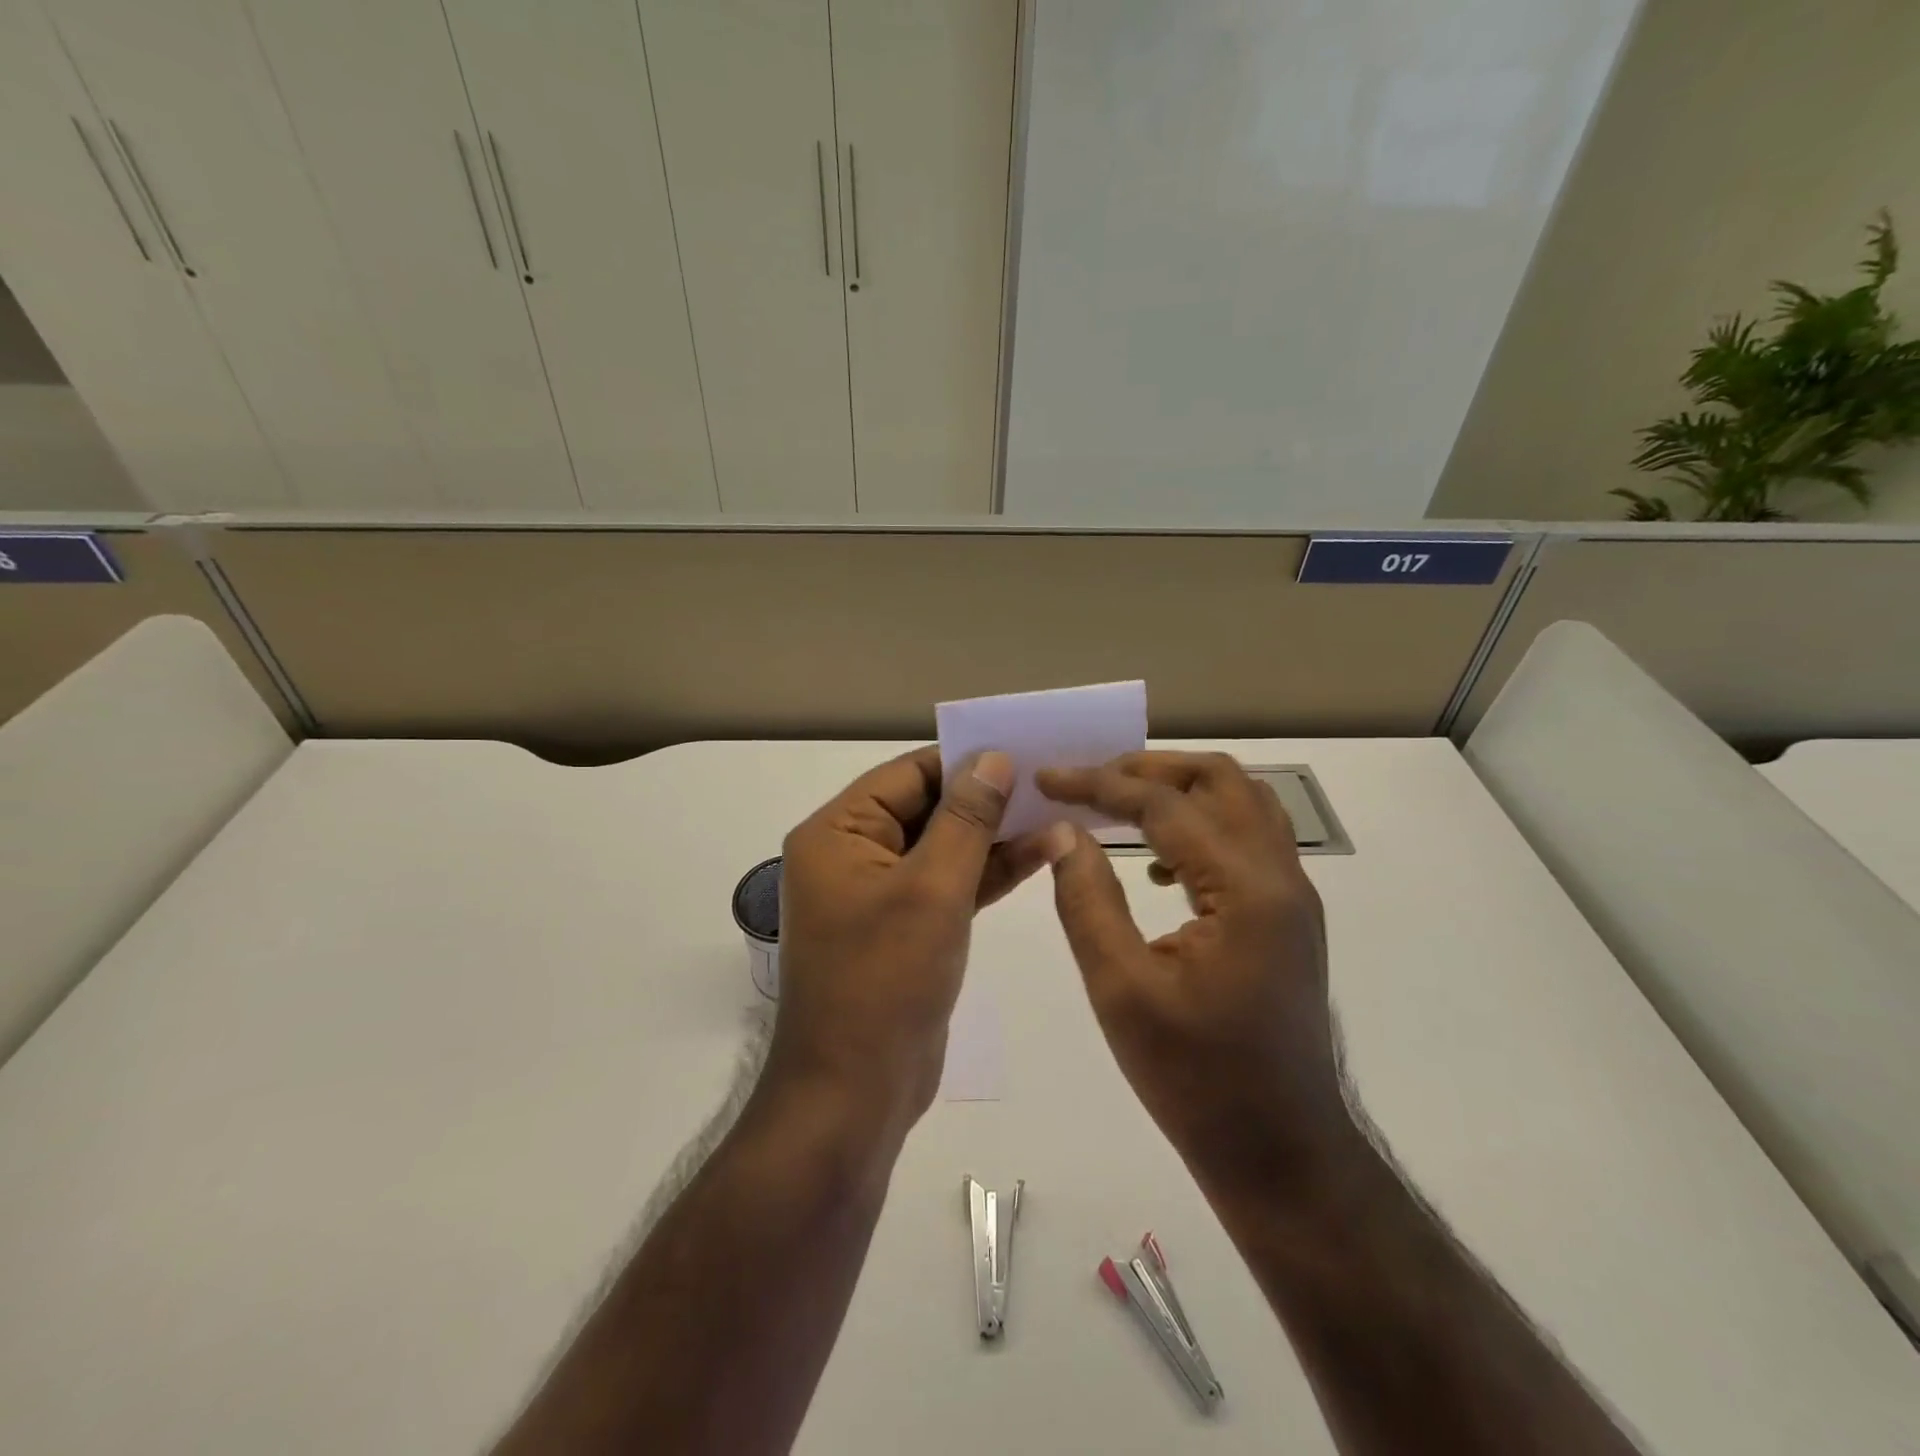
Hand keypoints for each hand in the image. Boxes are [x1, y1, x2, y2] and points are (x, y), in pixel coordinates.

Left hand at [772, 747, 1050, 1129]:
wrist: (855, 1094)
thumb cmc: (886, 980)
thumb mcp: (933, 889)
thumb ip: (967, 819)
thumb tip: (993, 758)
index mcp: (838, 834)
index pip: (907, 775)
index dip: (965, 762)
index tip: (1023, 750)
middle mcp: (852, 855)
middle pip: (926, 809)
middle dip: (987, 799)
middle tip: (1050, 781)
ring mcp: (879, 895)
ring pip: (943, 848)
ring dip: (995, 836)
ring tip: (1058, 815)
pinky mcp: (905, 928)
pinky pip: (948, 885)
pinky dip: (987, 873)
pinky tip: (1040, 854)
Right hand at [1037, 752, 1351, 1192]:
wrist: (1282, 1153)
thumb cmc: (1196, 1080)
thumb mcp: (1122, 990)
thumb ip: (1087, 900)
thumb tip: (1064, 832)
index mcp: (1245, 890)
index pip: (1165, 804)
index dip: (1099, 783)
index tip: (1047, 778)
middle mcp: (1280, 877)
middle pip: (1219, 780)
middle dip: (1148, 768)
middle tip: (1089, 781)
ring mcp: (1291, 896)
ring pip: (1240, 803)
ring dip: (1178, 790)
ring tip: (1117, 805)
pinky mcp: (1286, 917)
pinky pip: (1245, 840)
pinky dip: (1198, 826)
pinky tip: (1153, 865)